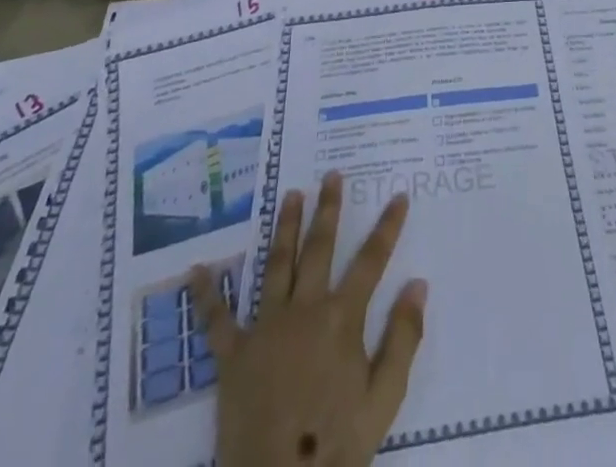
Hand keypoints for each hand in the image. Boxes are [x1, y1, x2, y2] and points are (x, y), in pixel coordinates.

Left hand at [191, 171, 427, 466]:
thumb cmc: (336, 446)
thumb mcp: (384, 400)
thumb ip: (402, 338)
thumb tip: (418, 283)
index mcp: (342, 318)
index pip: (371, 260)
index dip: (388, 226)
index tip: (399, 195)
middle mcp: (304, 309)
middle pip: (319, 248)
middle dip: (328, 208)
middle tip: (331, 175)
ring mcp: (266, 328)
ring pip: (276, 264)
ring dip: (285, 227)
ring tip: (291, 195)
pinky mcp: (233, 355)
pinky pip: (216, 320)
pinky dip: (206, 293)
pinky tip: (197, 269)